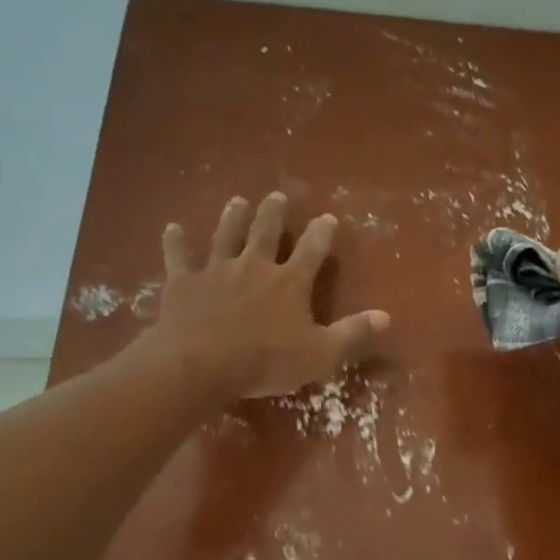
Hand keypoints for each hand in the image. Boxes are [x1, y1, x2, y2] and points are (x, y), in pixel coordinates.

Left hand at [141, 192, 389, 398]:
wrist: (201, 363)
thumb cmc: (266, 361)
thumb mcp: (320, 354)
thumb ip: (352, 333)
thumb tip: (386, 316)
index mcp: (290, 283)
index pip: (312, 251)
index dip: (322, 233)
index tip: (327, 217)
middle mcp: (254, 266)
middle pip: (266, 232)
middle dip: (273, 213)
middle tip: (277, 196)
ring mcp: (216, 270)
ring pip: (226, 235)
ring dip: (232, 218)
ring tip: (237, 201)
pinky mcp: (183, 282)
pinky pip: (178, 257)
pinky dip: (175, 242)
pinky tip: (172, 228)